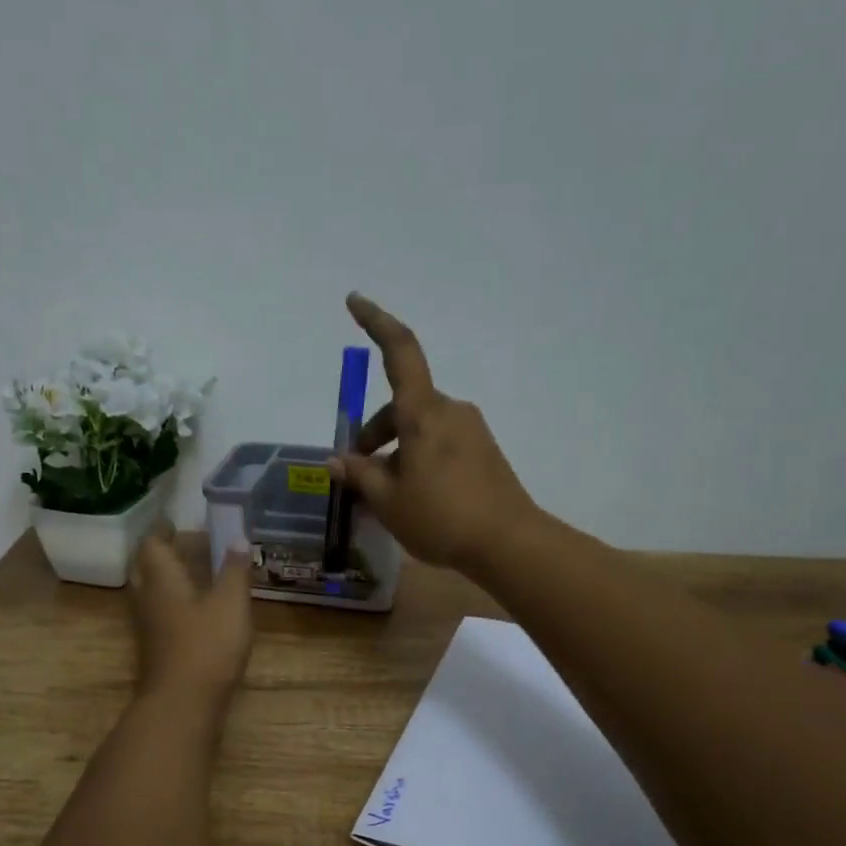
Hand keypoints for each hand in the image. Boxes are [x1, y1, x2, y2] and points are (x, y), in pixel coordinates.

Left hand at [129, 529, 253, 707]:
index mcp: (161, 579)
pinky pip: (158, 615)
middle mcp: (147, 598)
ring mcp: (147, 627)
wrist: (183, 703)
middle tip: (181, 546)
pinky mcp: (154, 649)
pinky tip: (193, 611)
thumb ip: (234, 570)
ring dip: (164, 580)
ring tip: (190, 574)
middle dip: (159, 554)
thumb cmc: (207, 645)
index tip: (175, 523)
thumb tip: (237, 538)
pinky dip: (171, 604)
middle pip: (144, 568)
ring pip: (149, 593)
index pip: (151, 544)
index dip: (162, 531)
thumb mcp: (231, 603)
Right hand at [329, 293, 538, 573]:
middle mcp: (450, 411)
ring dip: (396, 450)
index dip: (376, 322)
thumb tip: (337, 460)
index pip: (400, 351)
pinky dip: (418, 458)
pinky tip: (414, 496)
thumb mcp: (388, 501)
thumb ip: (360, 475)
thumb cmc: (441, 517)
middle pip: (402, 405)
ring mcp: (471, 430)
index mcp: (423, 413)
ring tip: (385, 495)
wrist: (509, 543)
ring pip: (420, 428)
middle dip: (374, 433)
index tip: (355, 302)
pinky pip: (440, 443)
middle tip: (357, 471)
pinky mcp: (484, 451)